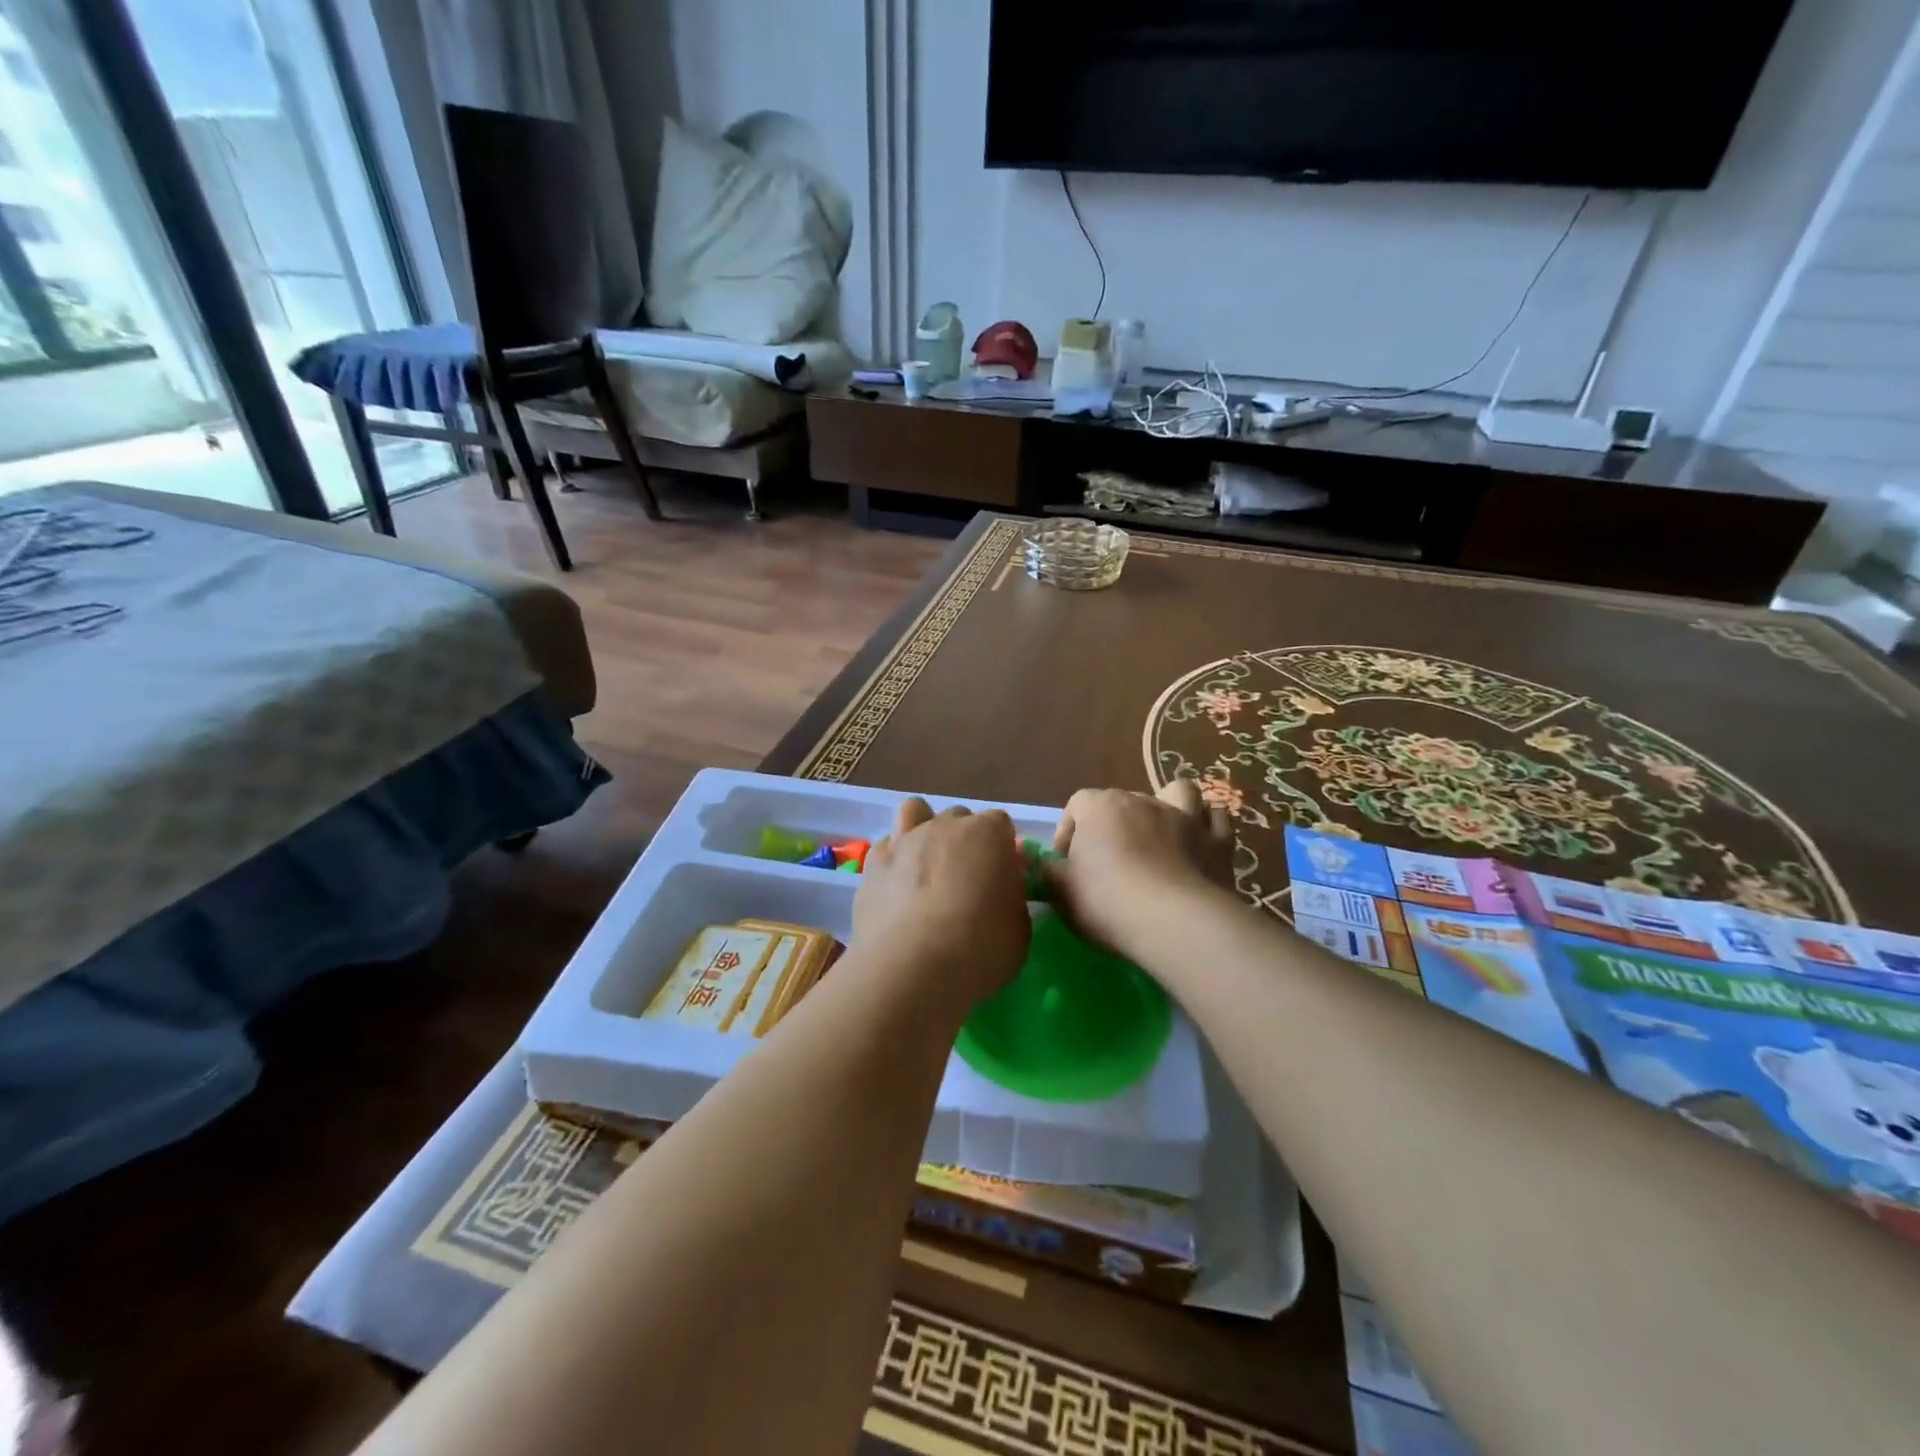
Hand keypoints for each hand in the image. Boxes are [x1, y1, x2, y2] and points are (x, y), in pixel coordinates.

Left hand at [853, 799, 1031, 1013]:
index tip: (1001, 877)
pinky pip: (887, 846)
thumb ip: (1011, 898)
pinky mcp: (872, 863)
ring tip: (927, 867)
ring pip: (915, 813)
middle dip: (964, 840)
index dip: (1001, 849)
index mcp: (988, 834)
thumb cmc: (979, 949)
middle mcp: (945, 826)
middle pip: (959, 818)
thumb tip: (999, 893)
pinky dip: (894, 860)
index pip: (1000, 824)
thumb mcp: (1019, 929)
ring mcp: (905, 840)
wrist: (911, 968)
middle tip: (966, 880)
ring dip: (924, 831)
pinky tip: (896, 887)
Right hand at [1044, 780, 1236, 962]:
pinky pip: (1216, 818)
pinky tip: (1200, 842)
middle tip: (1110, 861)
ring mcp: (1185, 818)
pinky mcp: (1218, 842)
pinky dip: (1207, 825)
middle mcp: (1143, 801)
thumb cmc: (1106, 902)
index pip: (1077, 805)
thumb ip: (1050, 872)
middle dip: (1115, 825)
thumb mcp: (1061, 891)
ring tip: (1162, 832)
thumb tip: (1047, 865)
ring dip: (1170, 805)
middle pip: (1122, 801)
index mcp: (1100, 807)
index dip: (1069, 831)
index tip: (1067, 863)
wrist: (1172, 922)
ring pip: (1178, 791)